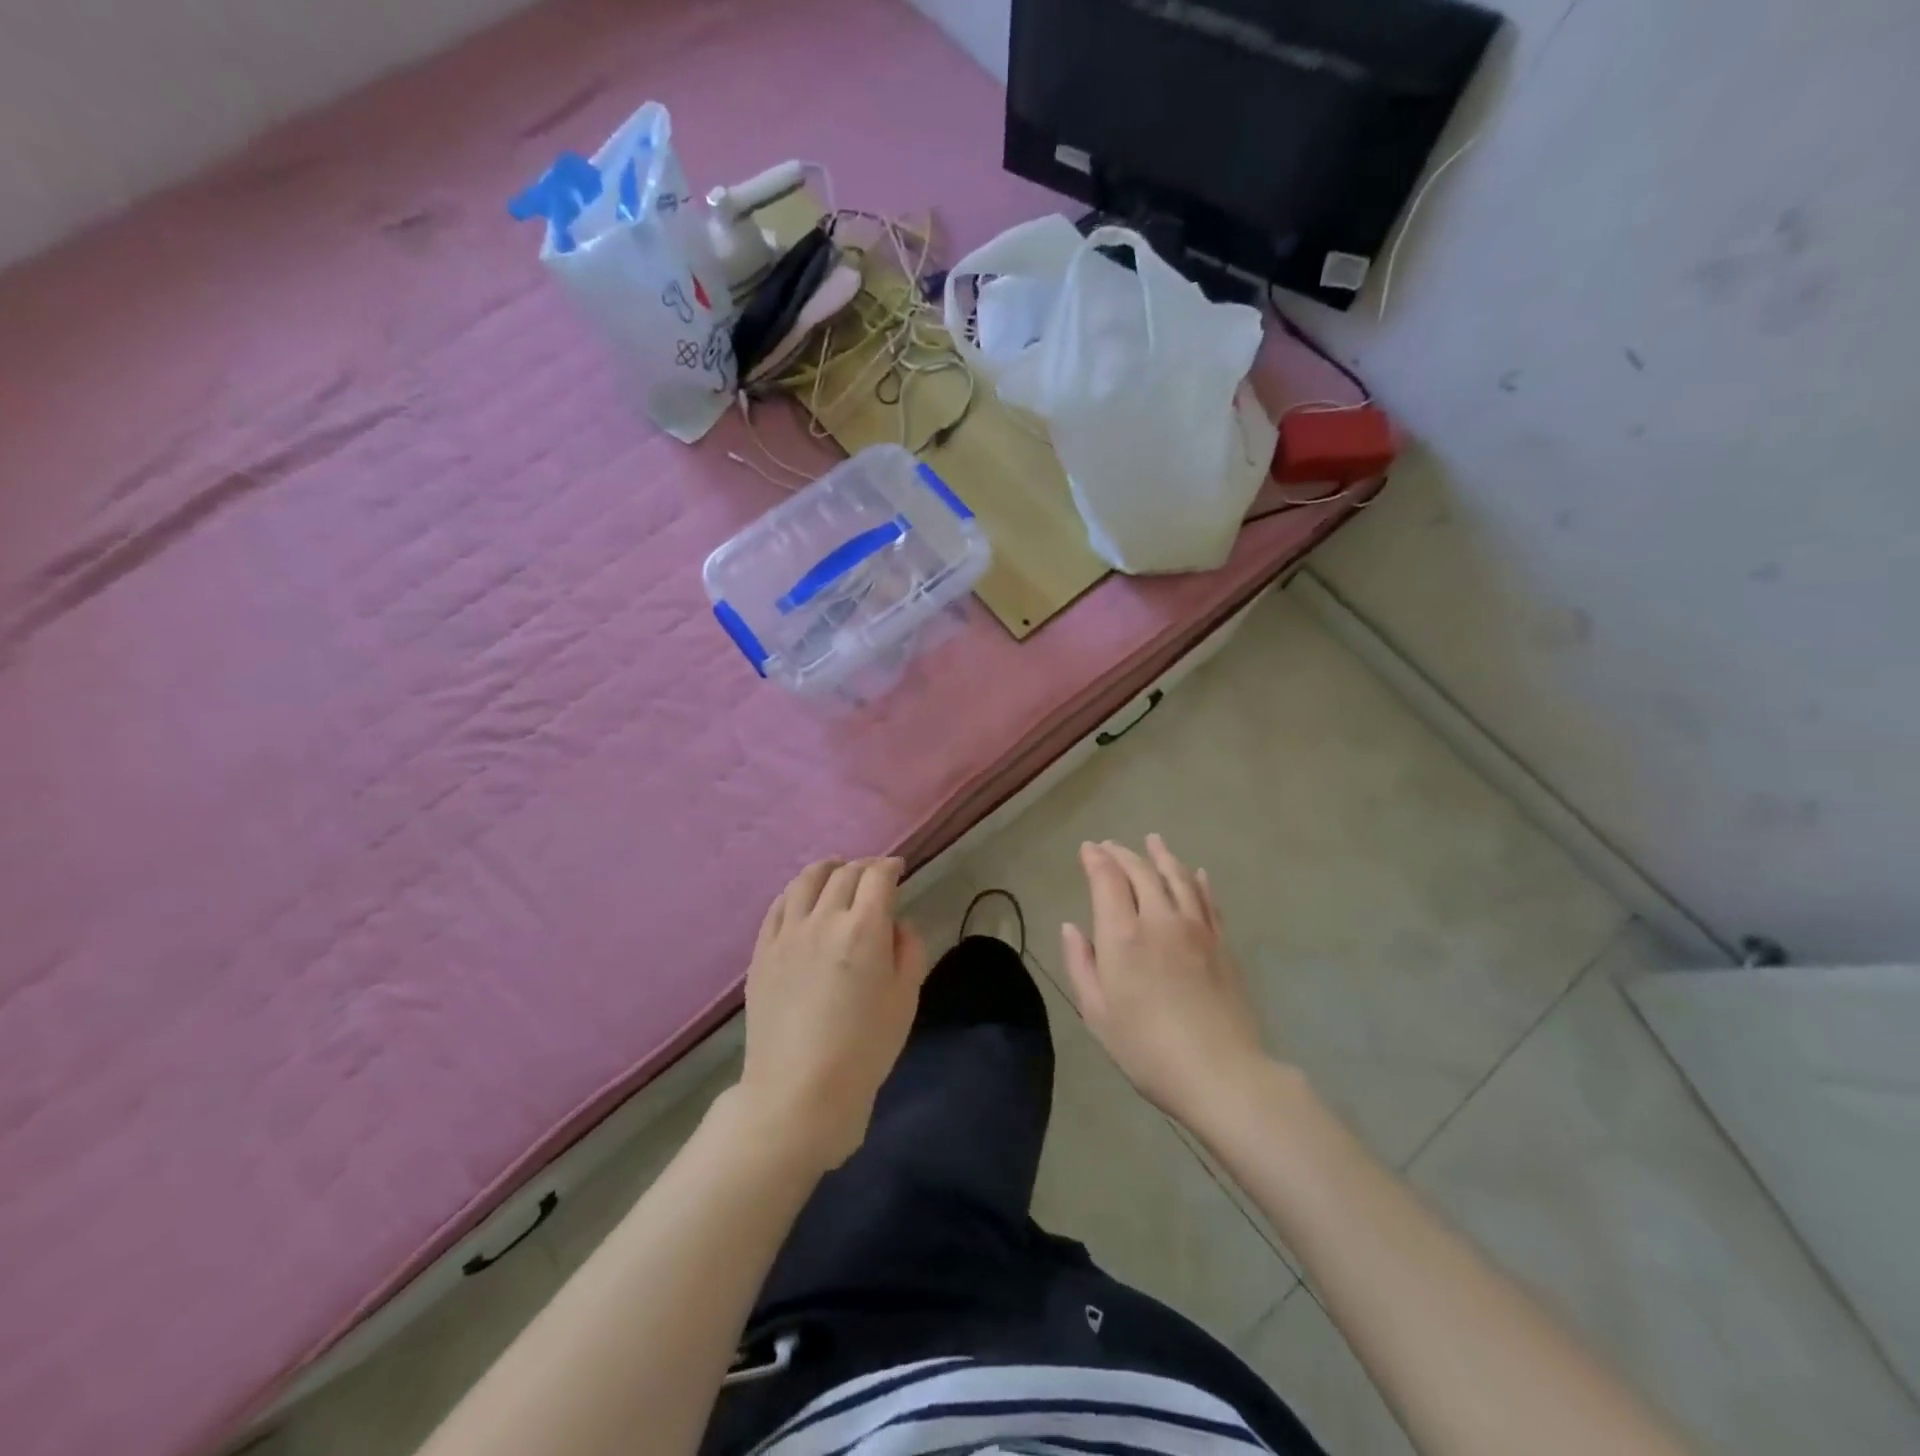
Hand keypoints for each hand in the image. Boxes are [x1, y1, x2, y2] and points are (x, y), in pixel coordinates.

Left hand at [735, 857, 929, 1170]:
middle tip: (874, 873)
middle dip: (864, 866)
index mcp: (864, 929)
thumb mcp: (905, 999)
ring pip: (806, 880)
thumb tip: (896, 925)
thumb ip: (908, 950)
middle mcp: (823, 919)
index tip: (899, 869)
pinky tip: (802, 898)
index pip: (878, 877)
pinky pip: (778, 906)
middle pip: (844, 873)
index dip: (891, 866)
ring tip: (836, 871)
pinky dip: (796, 891)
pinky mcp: (762, 952)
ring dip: (827, 869)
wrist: (799, 1091)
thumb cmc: (864, 1049)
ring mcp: (787, 934)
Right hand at [1061, 835, 1269, 1127]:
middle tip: (1110, 846)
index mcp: (1123, 935)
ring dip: (1161, 856)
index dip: (1096, 860)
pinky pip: (1208, 900)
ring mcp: (1196, 929)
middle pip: (1142, 872)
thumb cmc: (1146, 1048)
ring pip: (1177, 878)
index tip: (1088, 848)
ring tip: (1153, 841)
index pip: (1108, 880)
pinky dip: (1197, 881)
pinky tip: (1196, 873)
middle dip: (1122, 854)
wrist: (1220, 1072)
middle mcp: (1159, 919)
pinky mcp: (1222, 943)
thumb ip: (1081, 963)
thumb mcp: (1097, 1012)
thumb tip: (1071, 926)